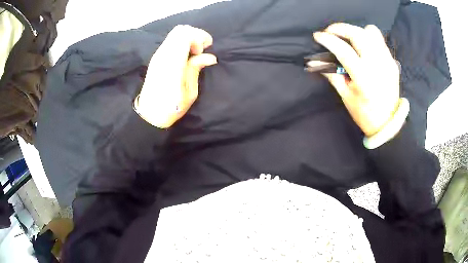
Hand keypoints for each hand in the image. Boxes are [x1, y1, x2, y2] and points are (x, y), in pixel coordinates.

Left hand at [135, 25, 216, 127]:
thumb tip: (209, 57)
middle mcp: (163, 55)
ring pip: (175, 33)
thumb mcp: (189, 92)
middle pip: (180, 30)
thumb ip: (196, 69)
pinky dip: (182, 42)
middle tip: (202, 49)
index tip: (205, 50)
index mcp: (172, 63)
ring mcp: (158, 55)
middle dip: (195, 35)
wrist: (149, 115)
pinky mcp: (156, 58)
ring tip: (195, 52)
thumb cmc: (171, 108)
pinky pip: (171, 41)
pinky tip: (187, 55)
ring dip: (189, 38)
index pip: (185, 35)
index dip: (199, 37)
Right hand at [313, 23, 399, 136]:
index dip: (328, 40)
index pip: (344, 50)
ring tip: (348, 39)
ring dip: (356, 31)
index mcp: (364, 77)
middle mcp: (377, 65)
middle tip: (331, 32)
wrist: (388, 123)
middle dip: (340, 28)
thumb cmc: (365, 113)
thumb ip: (331, 75)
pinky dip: (368, 37)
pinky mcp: (392, 61)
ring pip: (371, 32)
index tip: (317, 36)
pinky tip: (363, 47)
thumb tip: (314, 61)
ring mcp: (387, 61)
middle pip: (358, 34)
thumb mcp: (346, 96)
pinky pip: (379, 39)